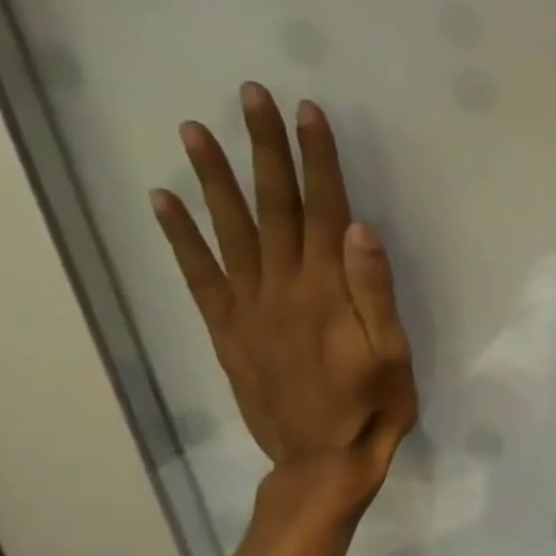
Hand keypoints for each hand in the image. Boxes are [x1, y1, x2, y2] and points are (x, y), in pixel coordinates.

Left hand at [150, 82, 417, 511]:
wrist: (323, 458)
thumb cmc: (374, 405)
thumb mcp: (392, 352)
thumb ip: (374, 290)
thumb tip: (360, 227)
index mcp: (327, 290)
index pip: (322, 210)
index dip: (316, 160)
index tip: (308, 113)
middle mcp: (281, 287)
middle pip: (274, 207)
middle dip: (265, 149)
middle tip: (251, 97)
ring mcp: (247, 307)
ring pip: (230, 231)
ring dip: (213, 178)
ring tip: (195, 130)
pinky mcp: (227, 329)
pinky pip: (199, 276)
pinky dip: (180, 237)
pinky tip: (163, 201)